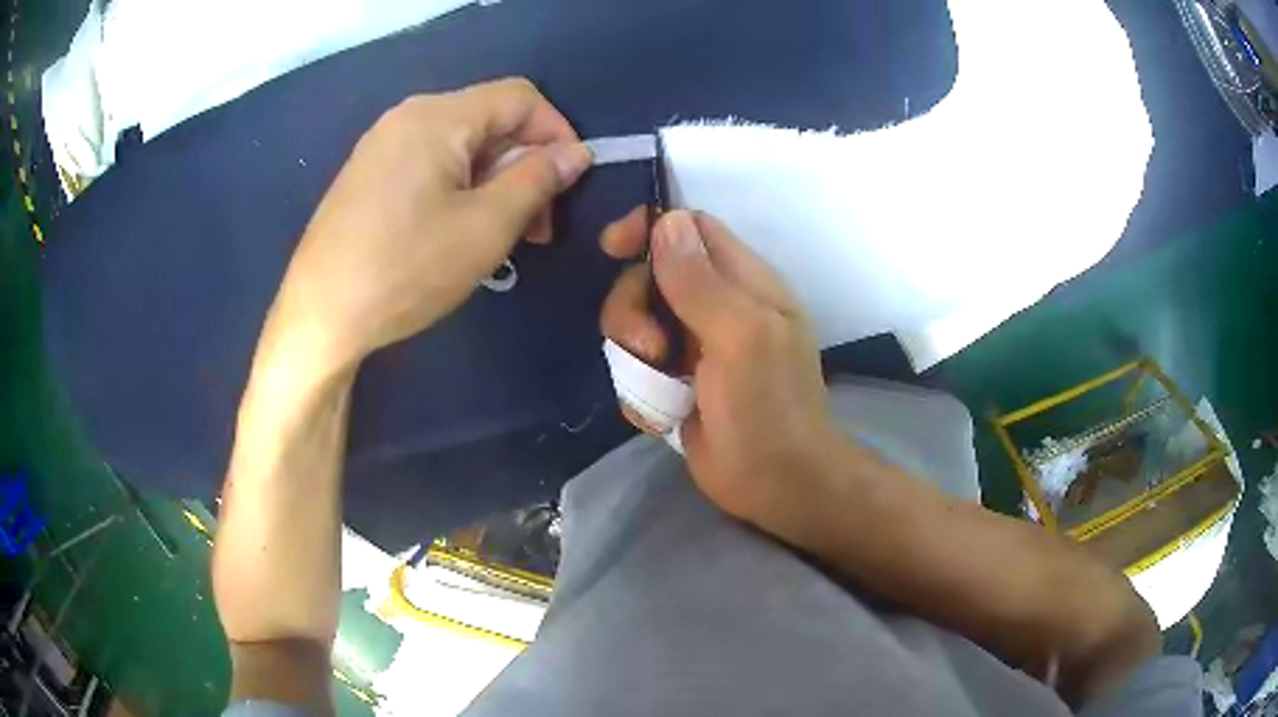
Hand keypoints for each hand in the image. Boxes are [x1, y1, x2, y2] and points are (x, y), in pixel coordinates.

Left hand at [271, 78, 591, 371]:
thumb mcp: (486, 227)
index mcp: (439, 116)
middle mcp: (408, 116)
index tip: (568, 185)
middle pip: (490, 120)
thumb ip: (538, 180)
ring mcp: (382, 145)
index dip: (557, 133)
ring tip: (500, 235)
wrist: (320, 317)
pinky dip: (460, 188)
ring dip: (495, 181)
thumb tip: (576, 153)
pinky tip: (458, 232)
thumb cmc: (405, 270)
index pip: (521, 97)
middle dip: (525, 164)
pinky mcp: (368, 174)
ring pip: (462, 145)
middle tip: (537, 226)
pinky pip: (431, 163)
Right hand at [600, 207, 841, 521]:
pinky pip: (635, 368)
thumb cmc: (768, 409)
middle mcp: (716, 305)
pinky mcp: (675, 381)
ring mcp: (693, 345)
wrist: (775, 485)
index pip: (691, 226)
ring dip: (633, 356)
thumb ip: (701, 281)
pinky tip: (660, 417)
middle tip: (652, 350)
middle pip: (649, 275)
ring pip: (635, 322)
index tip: (614, 248)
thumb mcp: (740, 337)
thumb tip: (666, 221)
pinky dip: (639, 391)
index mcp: (744, 281)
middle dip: (633, 308)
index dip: (651, 227)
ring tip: (658, 390)